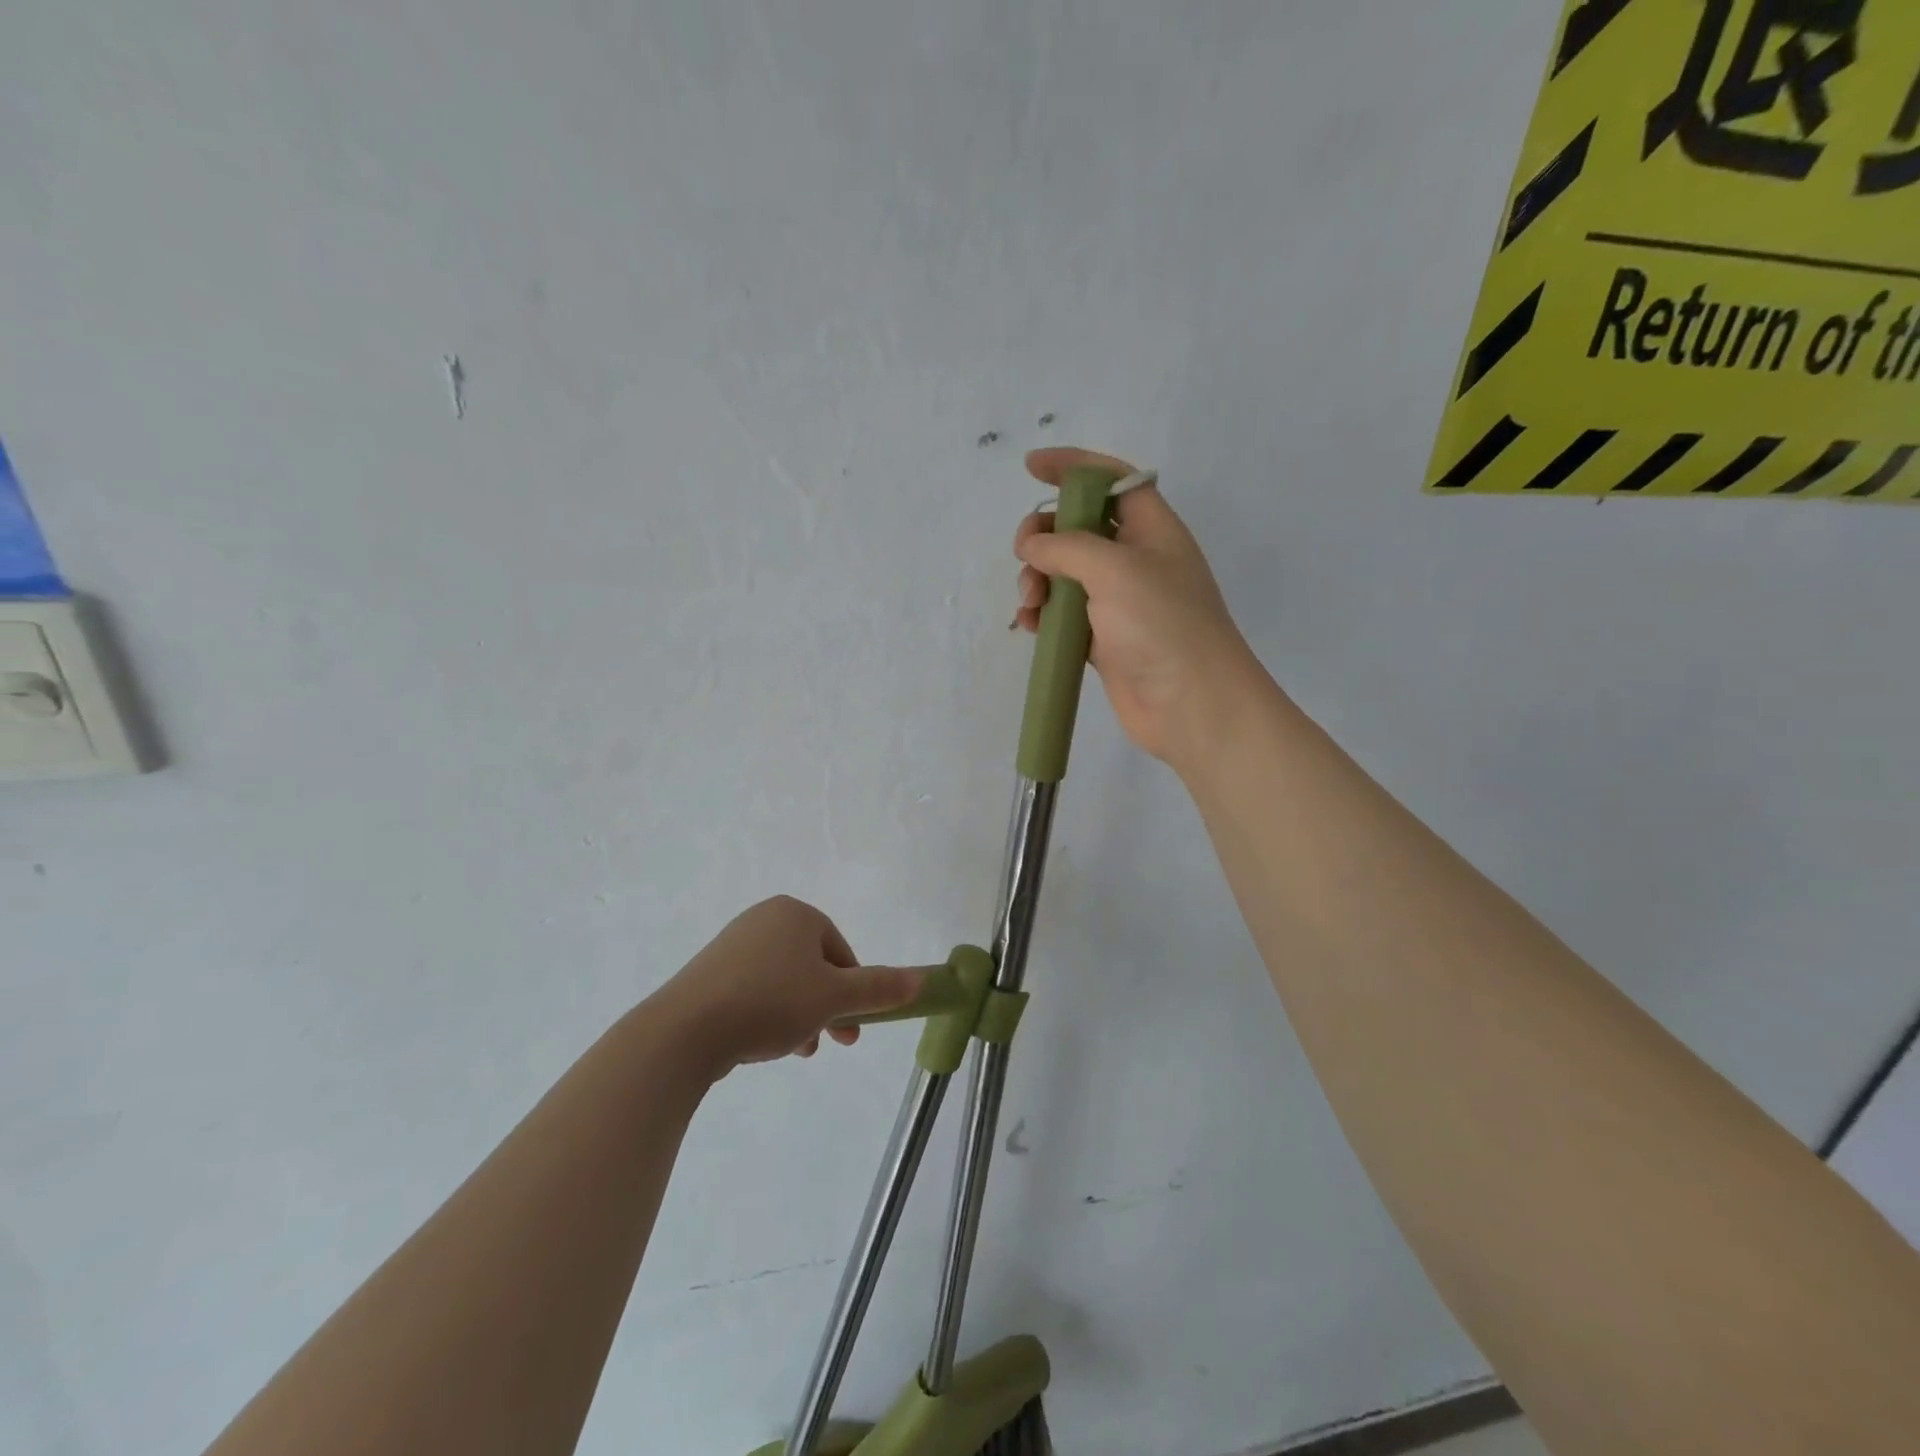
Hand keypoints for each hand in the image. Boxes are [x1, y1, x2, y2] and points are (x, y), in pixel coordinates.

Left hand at [652, 897, 924, 1076]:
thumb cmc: (770, 1002)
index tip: (853, 1026)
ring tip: (798, 1051)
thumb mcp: (834, 997)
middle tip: (834, 1043)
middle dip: (828, 1006)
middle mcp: (763, 920)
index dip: (854, 989)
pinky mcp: (709, 974)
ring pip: (785, 982)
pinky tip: (765, 1045)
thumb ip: (878, 988)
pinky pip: (754, 991)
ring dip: (801, 1016)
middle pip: (813, 966)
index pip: (841, 950)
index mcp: (796, 914)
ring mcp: (732, 946)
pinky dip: (769, 1015)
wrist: (685, 1031)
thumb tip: (920, 979)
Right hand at [1014, 447, 1264, 768]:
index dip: (1073, 466)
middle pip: (1079, 528)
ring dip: (1038, 580)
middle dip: (1045, 535)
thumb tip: (1033, 547)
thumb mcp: (1115, 569)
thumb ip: (1067, 546)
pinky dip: (1044, 616)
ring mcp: (1119, 603)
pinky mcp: (1103, 640)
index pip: (1111, 481)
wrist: (1191, 705)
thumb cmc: (1162, 625)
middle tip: (1025, 555)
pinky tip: (1031, 626)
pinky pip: (1064, 616)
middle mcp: (1135, 560)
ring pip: (1065, 574)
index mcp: (1152, 529)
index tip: (1031, 467)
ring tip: (1030, 602)